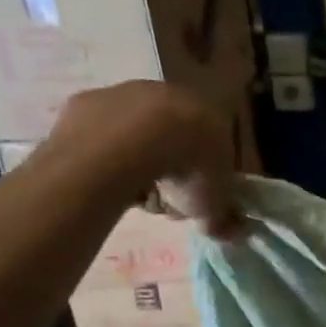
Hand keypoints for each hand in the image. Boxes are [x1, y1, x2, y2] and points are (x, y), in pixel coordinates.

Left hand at [42, 81, 241, 237]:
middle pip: (174, 137)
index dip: (205, 178)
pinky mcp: (90, 100)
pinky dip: (104, 154)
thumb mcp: (212, 205)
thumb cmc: (185, 169)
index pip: (214, 148)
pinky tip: (104, 176)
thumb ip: (223, 217)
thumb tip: (235, 233)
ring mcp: (129, 93)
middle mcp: (172, 96)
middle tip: (163, 198)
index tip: (194, 201)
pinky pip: (102, 134)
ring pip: (137, 133)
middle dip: (171, 167)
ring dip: (137, 160)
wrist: (129, 143)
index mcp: (211, 117)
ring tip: (132, 192)